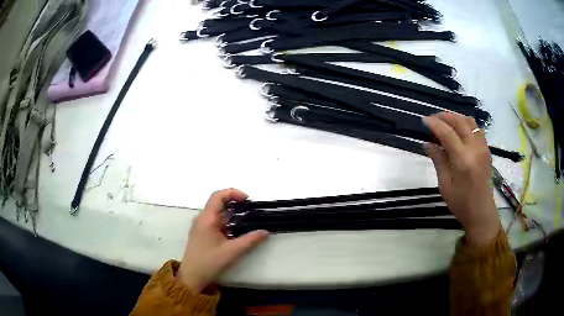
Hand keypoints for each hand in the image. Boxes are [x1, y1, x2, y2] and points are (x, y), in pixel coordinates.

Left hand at [177, 189, 268, 291]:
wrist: (192, 275)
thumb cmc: (210, 262)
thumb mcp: (232, 251)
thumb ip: (250, 240)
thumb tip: (265, 231)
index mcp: (207, 218)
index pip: (218, 195)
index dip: (233, 193)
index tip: (247, 200)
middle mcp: (202, 217)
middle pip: (218, 202)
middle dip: (235, 203)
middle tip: (250, 210)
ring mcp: (200, 224)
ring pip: (217, 212)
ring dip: (231, 213)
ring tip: (246, 220)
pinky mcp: (201, 231)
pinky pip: (215, 220)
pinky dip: (226, 221)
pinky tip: (236, 230)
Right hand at [424, 112, 499, 245]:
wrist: (481, 212)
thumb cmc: (461, 203)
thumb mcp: (445, 185)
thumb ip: (438, 161)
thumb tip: (428, 143)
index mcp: (463, 160)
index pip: (447, 133)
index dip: (434, 124)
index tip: (424, 120)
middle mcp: (475, 149)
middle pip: (459, 122)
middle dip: (445, 116)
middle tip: (433, 119)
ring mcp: (483, 148)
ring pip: (470, 122)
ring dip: (456, 118)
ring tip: (446, 123)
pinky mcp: (487, 150)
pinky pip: (476, 129)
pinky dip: (466, 125)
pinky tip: (459, 133)